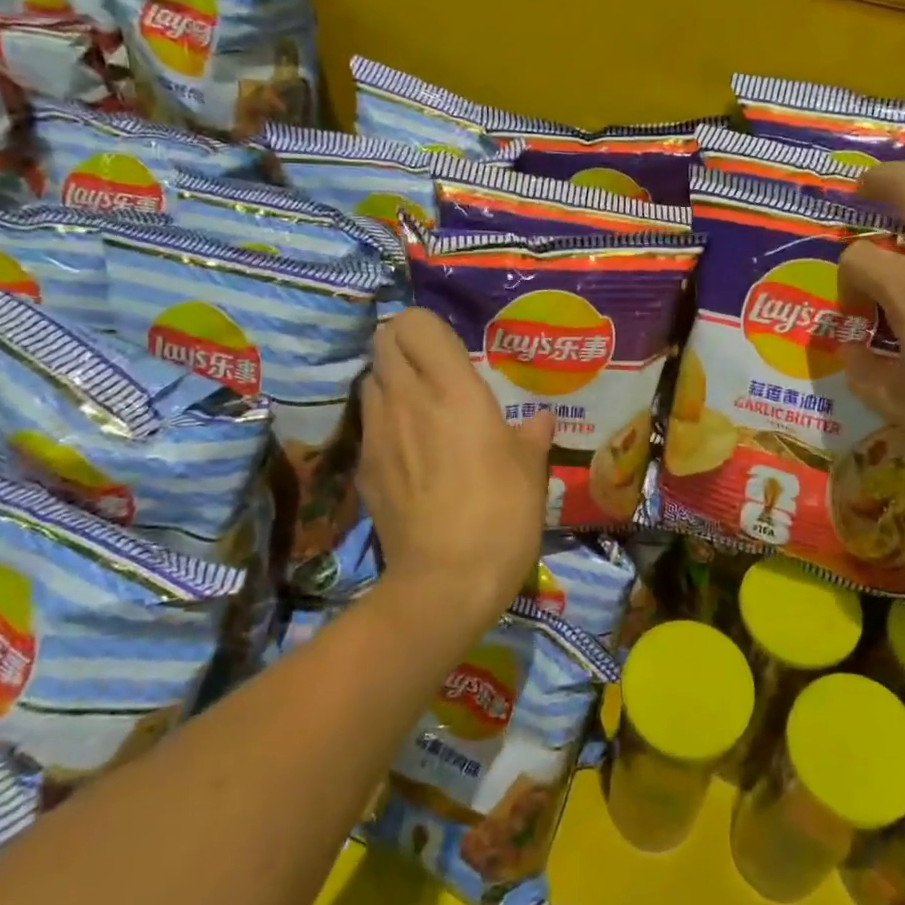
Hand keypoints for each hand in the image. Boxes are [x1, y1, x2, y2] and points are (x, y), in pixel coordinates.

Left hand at [357, 309, 554, 634]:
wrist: (445, 580)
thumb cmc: (501, 514)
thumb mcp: (531, 471)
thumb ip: (532, 435)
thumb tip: (540, 420)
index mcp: (452, 388)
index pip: (415, 323)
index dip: (428, 327)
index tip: (450, 348)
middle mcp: (407, 399)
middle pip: (383, 341)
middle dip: (403, 344)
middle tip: (433, 369)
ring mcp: (378, 433)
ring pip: (371, 379)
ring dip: (391, 381)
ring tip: (419, 406)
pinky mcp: (364, 467)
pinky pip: (369, 423)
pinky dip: (384, 421)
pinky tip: (408, 451)